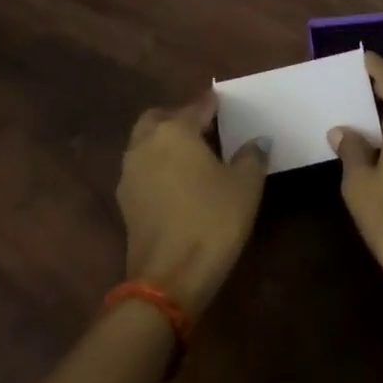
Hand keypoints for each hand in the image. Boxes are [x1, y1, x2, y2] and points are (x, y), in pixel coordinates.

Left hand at [117, 91, 267, 316]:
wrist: (169, 279)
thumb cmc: (212, 221)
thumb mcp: (245, 186)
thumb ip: (252, 156)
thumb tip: (257, 141)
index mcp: (175, 130)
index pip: (197, 106)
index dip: (213, 104)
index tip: (224, 103)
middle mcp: (146, 143)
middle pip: (160, 118)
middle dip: (180, 117)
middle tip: (205, 128)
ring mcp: (130, 173)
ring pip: (146, 142)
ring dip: (165, 141)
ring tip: (193, 156)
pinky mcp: (125, 201)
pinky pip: (142, 168)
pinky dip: (157, 165)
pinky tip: (178, 182)